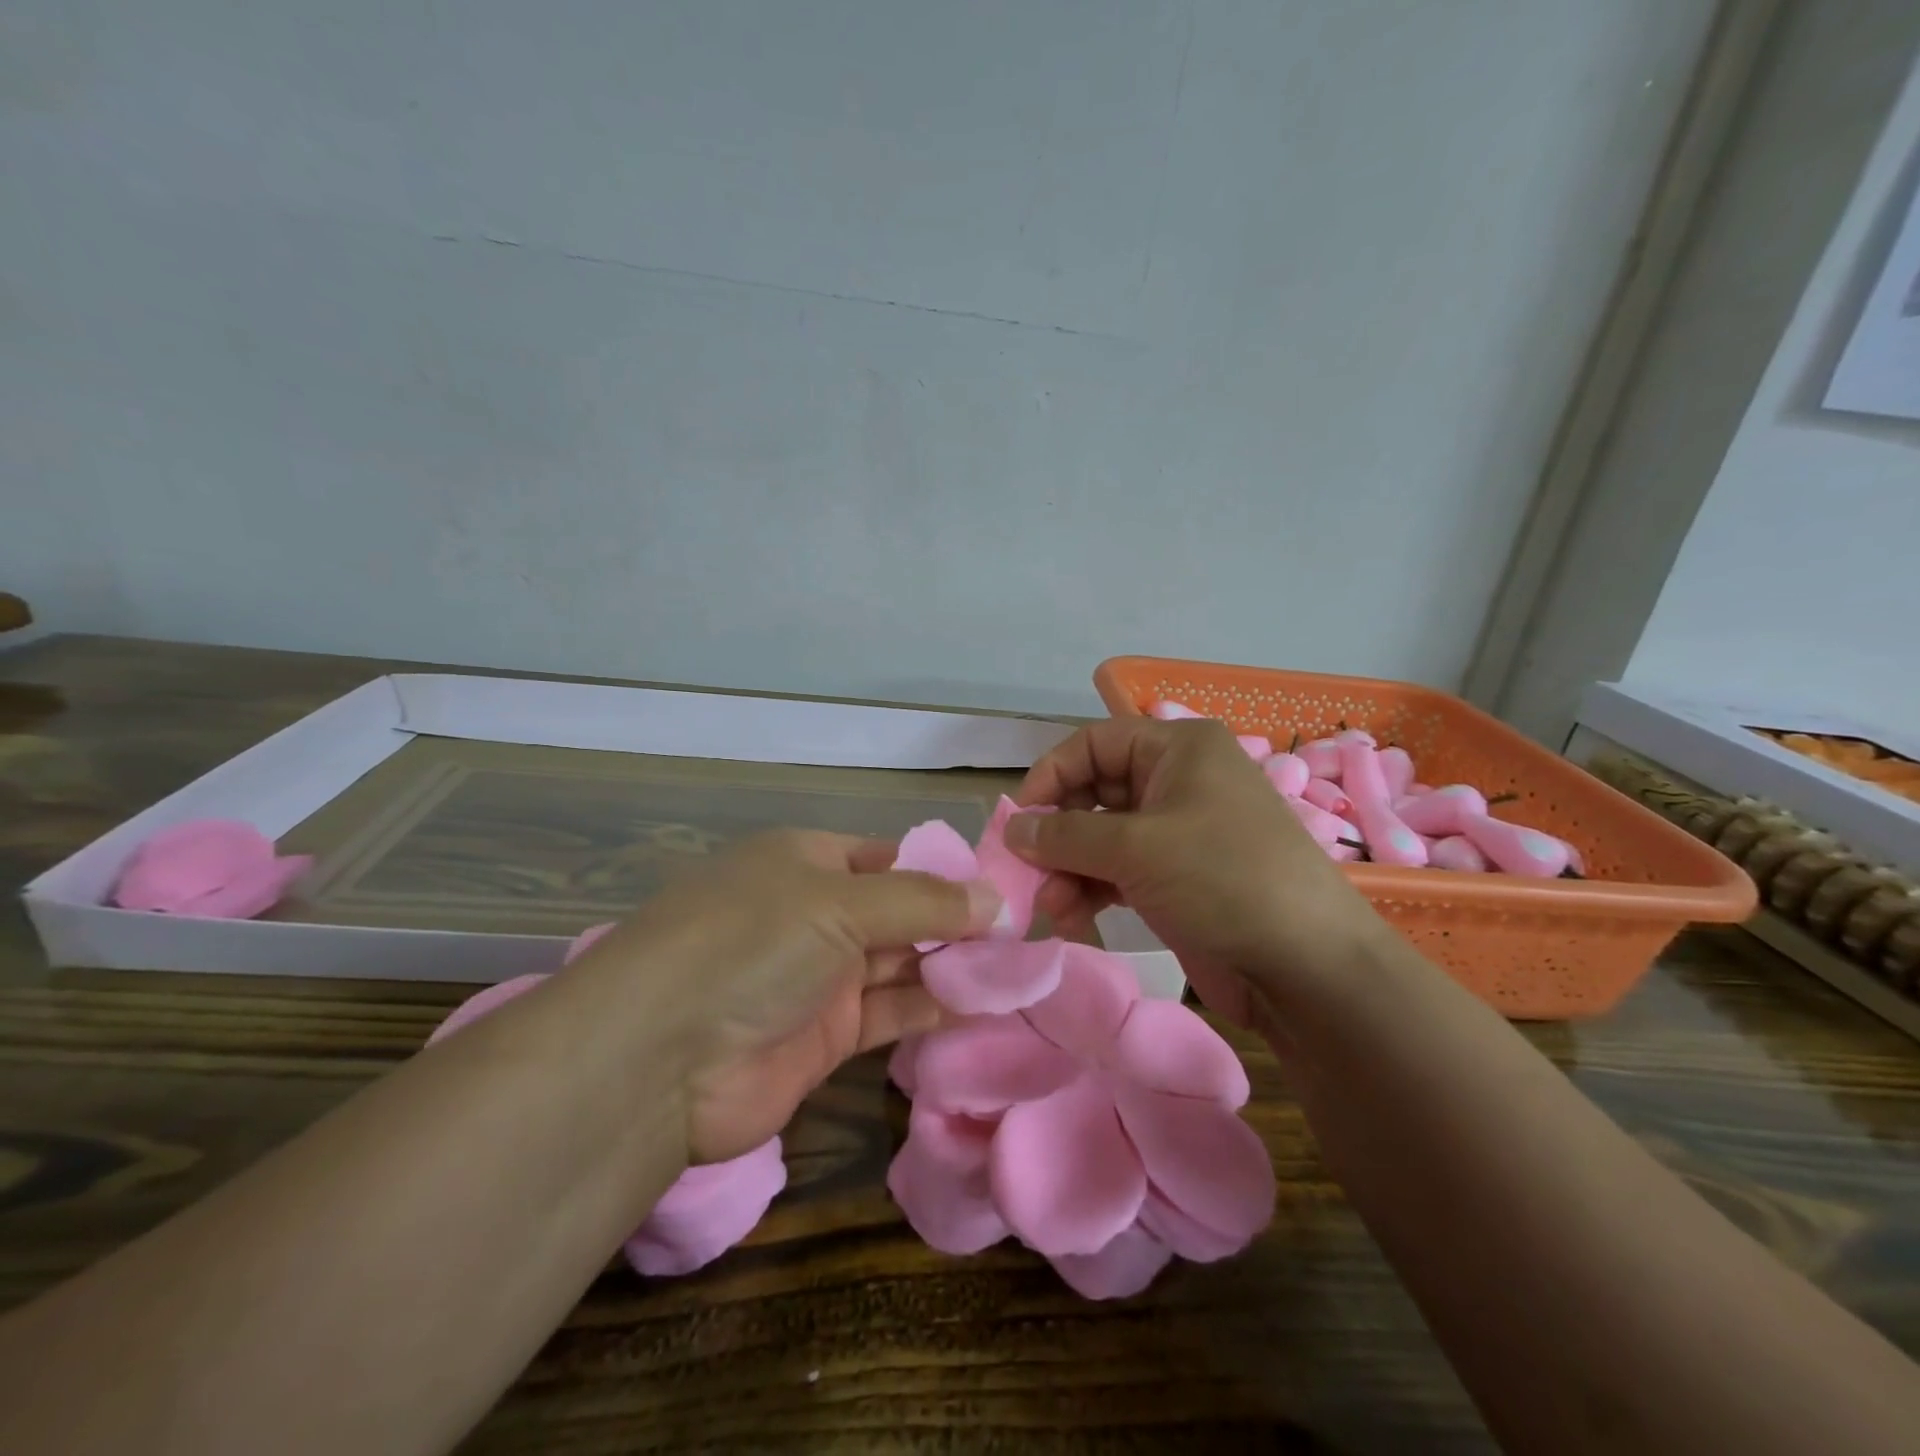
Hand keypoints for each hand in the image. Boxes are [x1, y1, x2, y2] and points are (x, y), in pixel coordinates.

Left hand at [573, 830, 999, 1163]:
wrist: (659, 1060)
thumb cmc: (752, 944)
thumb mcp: (840, 903)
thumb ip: (924, 901)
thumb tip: (998, 899)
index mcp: (807, 861)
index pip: (888, 857)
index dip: (943, 871)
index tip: (1002, 889)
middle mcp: (814, 913)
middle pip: (900, 911)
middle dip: (956, 922)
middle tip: (1025, 935)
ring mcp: (819, 976)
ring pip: (901, 963)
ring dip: (952, 967)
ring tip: (1018, 970)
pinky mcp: (825, 1036)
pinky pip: (892, 1012)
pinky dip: (933, 1008)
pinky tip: (983, 1006)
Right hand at [1008, 717, 1392, 1024]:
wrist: (1308, 967)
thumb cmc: (1223, 878)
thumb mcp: (1137, 847)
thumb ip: (1065, 834)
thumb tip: (1012, 828)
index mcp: (1178, 749)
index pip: (1094, 743)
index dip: (1051, 775)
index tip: (1018, 820)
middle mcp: (1177, 782)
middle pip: (1094, 792)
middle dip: (1058, 833)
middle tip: (1028, 871)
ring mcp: (1179, 832)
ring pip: (1102, 837)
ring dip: (1069, 868)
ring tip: (1051, 906)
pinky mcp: (1177, 878)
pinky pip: (1118, 871)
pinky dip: (1091, 889)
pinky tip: (1073, 918)